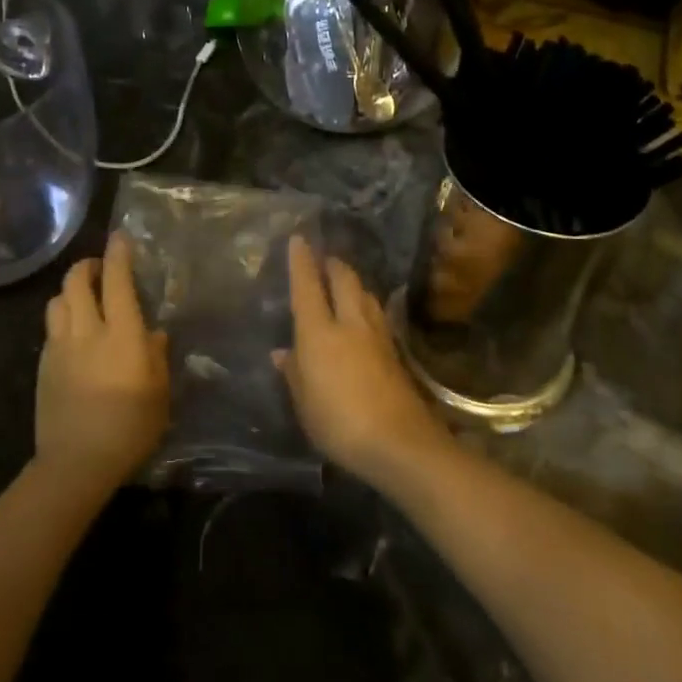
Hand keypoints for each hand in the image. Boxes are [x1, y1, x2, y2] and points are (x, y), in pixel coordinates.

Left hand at [36, 234, 169, 492]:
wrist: (76, 463)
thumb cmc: (130, 427)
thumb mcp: (160, 393)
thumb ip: (157, 355)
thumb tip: (154, 333)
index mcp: (121, 334)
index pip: (117, 281)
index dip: (118, 255)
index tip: (120, 238)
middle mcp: (87, 331)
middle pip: (76, 281)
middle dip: (87, 266)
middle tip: (100, 269)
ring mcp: (59, 347)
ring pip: (57, 301)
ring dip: (70, 291)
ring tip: (84, 299)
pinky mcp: (43, 366)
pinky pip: (51, 328)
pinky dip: (62, 318)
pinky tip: (73, 335)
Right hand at [276, 236, 452, 490]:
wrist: (399, 442)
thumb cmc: (339, 423)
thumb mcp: (305, 403)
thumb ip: (294, 373)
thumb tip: (283, 352)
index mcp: (319, 332)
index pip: (307, 287)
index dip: (302, 262)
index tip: (299, 239)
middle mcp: (349, 323)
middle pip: (344, 279)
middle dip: (333, 264)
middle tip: (325, 259)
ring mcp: (377, 335)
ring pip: (365, 293)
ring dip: (354, 281)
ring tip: (345, 281)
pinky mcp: (395, 351)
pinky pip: (377, 314)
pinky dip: (367, 304)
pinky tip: (365, 314)